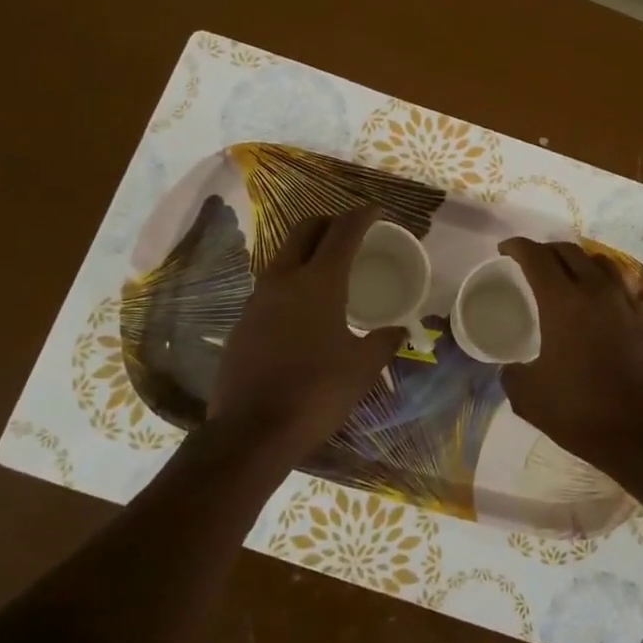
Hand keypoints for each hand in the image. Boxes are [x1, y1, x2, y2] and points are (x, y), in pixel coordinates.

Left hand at [208, 207, 403, 455]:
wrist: (252, 431)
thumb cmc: (316, 393)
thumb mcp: (362, 368)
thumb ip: (383, 342)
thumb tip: (400, 331)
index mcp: (319, 282)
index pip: (343, 232)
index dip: (362, 216)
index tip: (376, 210)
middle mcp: (284, 279)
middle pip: (305, 230)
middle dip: (329, 221)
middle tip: (350, 231)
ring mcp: (257, 300)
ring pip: (283, 255)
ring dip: (306, 250)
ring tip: (328, 267)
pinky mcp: (242, 322)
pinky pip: (270, 286)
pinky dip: (291, 280)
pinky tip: (303, 307)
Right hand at [497, 238, 642, 485]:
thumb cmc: (582, 412)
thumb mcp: (528, 397)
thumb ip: (512, 373)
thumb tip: (510, 368)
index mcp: (563, 301)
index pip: (536, 256)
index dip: (517, 247)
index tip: (505, 249)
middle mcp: (599, 291)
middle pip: (571, 252)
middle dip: (548, 250)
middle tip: (535, 262)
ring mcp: (632, 304)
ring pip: (605, 264)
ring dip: (582, 263)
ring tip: (573, 276)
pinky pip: (629, 292)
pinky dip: (611, 291)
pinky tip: (607, 309)